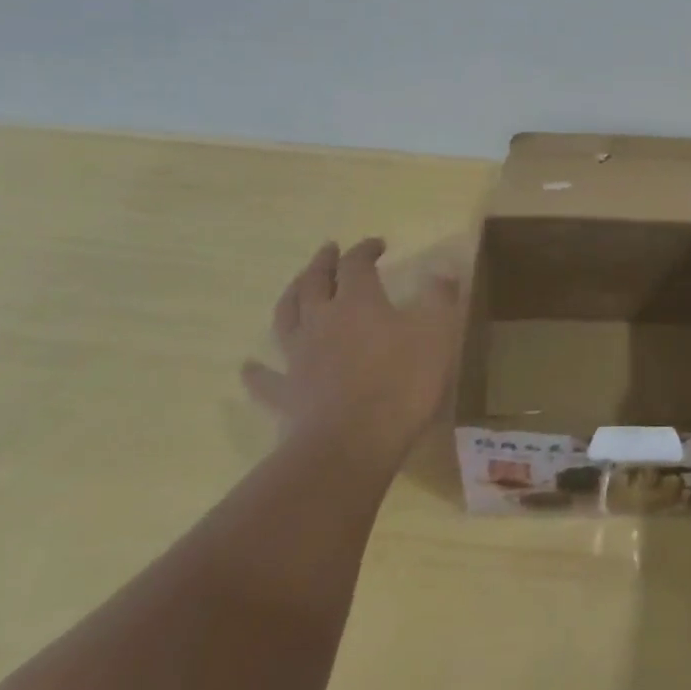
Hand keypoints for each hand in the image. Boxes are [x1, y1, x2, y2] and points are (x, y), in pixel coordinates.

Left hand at [241, 238, 462, 472]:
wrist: (351, 445)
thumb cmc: (401, 384)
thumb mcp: (438, 334)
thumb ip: (440, 298)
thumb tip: (442, 269)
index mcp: (358, 302)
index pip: (357, 264)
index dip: (365, 250)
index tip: (377, 244)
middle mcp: (322, 320)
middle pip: (315, 282)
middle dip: (323, 262)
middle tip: (329, 249)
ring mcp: (298, 357)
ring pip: (286, 317)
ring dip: (291, 296)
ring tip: (295, 286)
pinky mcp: (286, 394)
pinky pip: (266, 379)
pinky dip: (256, 371)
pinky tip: (249, 367)